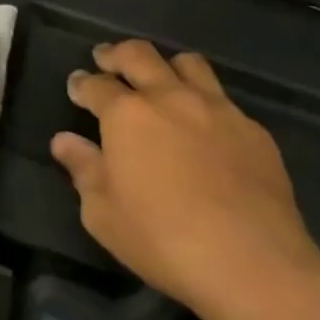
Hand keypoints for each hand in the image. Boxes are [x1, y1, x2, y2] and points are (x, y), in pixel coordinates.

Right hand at [50, 41, 319, 319]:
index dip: (81, 83)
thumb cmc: (162, 239)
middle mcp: (170, 98)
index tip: (76, 87)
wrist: (252, 264)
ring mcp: (217, 110)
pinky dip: (203, 101)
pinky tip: (203, 126)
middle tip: (106, 60)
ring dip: (166, 66)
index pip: (95, 84)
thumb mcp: (103, 213)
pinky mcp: (253, 131)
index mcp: (126, 114)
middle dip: (117, 54)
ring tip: (159, 81)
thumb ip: (83, 169)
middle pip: (139, 55)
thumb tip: (65, 141)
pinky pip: (223, 99)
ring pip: (188, 64)